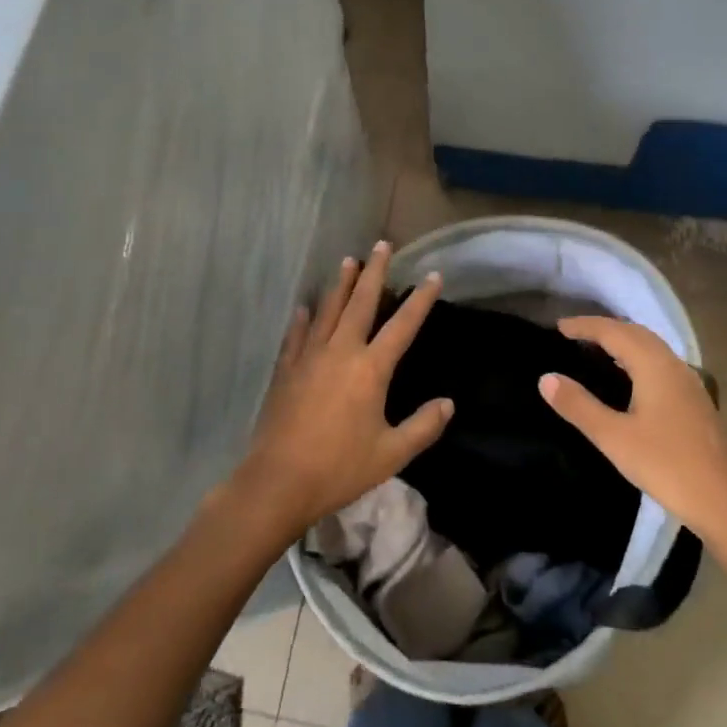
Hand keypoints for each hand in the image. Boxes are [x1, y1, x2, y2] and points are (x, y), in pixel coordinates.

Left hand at [230, 241, 453, 540]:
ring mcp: (309, 358)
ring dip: (340, 285)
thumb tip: (448, 404)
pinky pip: (297, 335)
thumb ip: (423, 426)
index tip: (433, 275)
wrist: (279, 480)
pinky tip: (304, 307)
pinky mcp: (286, 371)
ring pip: (328, 311)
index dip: (420, 300)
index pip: (403, 326)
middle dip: (374, 273)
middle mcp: (340, 352)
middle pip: (360, 303)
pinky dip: (303, 319)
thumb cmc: (340, 467)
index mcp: (371, 369)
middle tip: (381, 245)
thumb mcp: (391, 453)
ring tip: (349, 262)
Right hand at [539, 317, 726, 539]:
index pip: (614, 332)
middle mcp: (673, 365)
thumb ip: (578, 405)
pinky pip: (660, 363)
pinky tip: (627, 378)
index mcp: (654, 366)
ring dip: (622, 341)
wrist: (720, 499)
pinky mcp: (693, 400)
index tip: (558, 327)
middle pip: (636, 333)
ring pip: (651, 347)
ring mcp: (688, 382)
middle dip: (604, 328)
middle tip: (573, 335)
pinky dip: (637, 357)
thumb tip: (546, 378)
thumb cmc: (664, 464)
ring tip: (595, 350)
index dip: (586, 326)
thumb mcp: (613, 437)